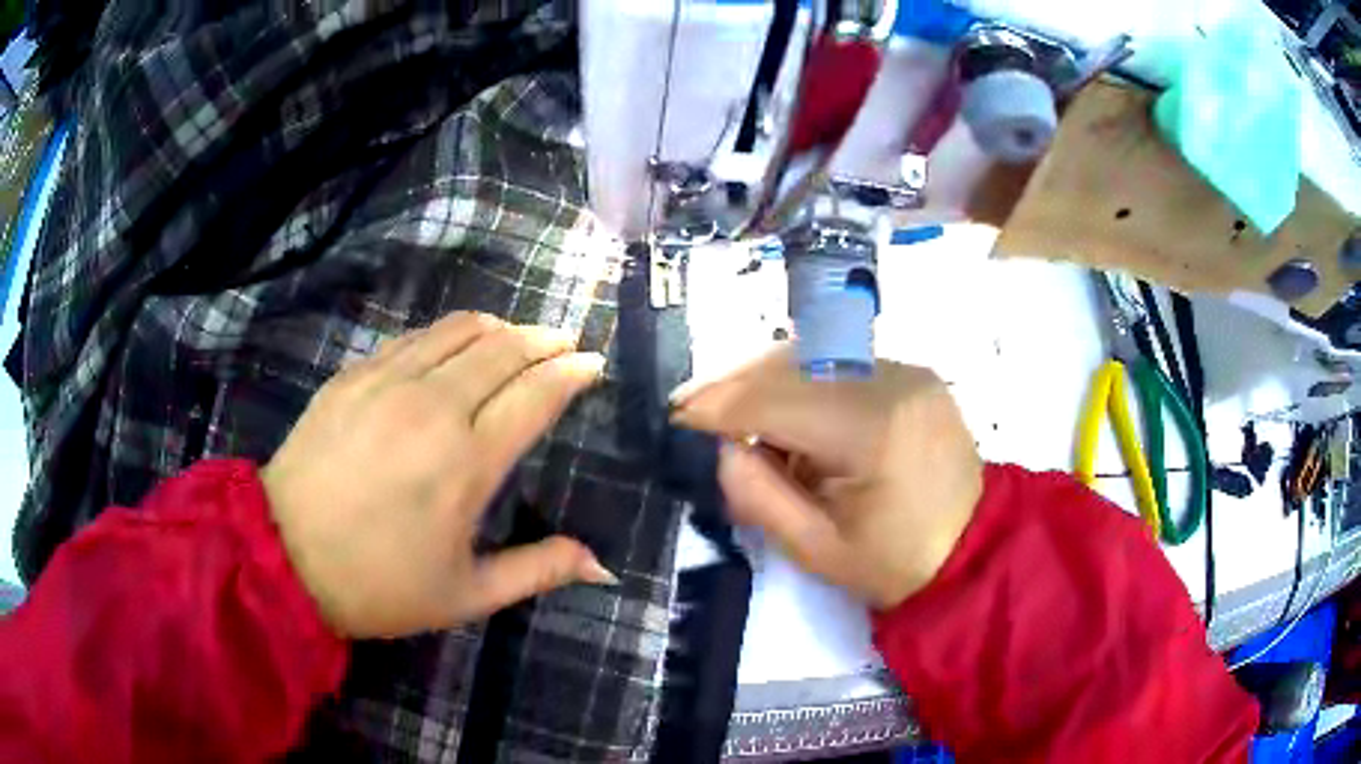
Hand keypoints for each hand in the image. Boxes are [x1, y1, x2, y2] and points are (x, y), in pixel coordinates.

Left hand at [262, 312, 615, 638]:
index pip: (536, 395)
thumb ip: (538, 571)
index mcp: (467, 463)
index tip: (594, 363)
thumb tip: (602, 565)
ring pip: (459, 330)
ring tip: (517, 336)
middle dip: (544, 340)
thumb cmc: (380, 585)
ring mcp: (388, 381)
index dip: (572, 372)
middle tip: (565, 342)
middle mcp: (433, 407)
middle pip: (504, 349)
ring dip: (500, 327)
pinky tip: (453, 346)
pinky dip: (448, 333)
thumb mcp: (466, 595)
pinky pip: (414, 337)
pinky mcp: (353, 374)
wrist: (283, 555)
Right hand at [671, 350, 982, 609]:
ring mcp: (907, 370)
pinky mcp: (913, 373)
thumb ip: (758, 495)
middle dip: (735, 386)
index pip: (775, 401)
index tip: (675, 416)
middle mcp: (892, 381)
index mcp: (872, 431)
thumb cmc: (895, 563)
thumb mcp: (816, 550)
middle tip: (693, 409)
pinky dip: (802, 382)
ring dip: (766, 380)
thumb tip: (724, 446)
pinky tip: (785, 411)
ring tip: (733, 413)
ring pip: (813, 356)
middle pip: (790, 366)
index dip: (718, 406)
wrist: (975, 548)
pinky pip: (840, 364)